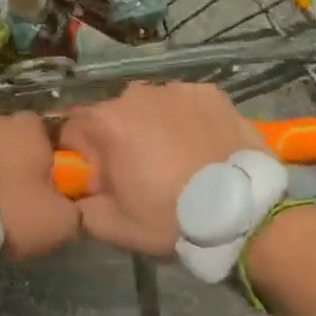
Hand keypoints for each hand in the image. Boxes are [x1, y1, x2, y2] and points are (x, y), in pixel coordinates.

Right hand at [60, 83, 263, 254]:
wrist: (243, 213)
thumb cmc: (170, 217)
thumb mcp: (111, 226)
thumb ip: (79, 207)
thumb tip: (75, 196)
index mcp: (106, 122)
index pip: (73, 130)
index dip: (84, 157)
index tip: (103, 181)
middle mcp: (135, 94)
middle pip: (112, 115)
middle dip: (119, 140)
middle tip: (142, 173)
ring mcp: (176, 89)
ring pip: (150, 107)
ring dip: (152, 126)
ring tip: (177, 159)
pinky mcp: (209, 92)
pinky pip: (185, 103)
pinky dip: (186, 120)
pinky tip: (200, 146)